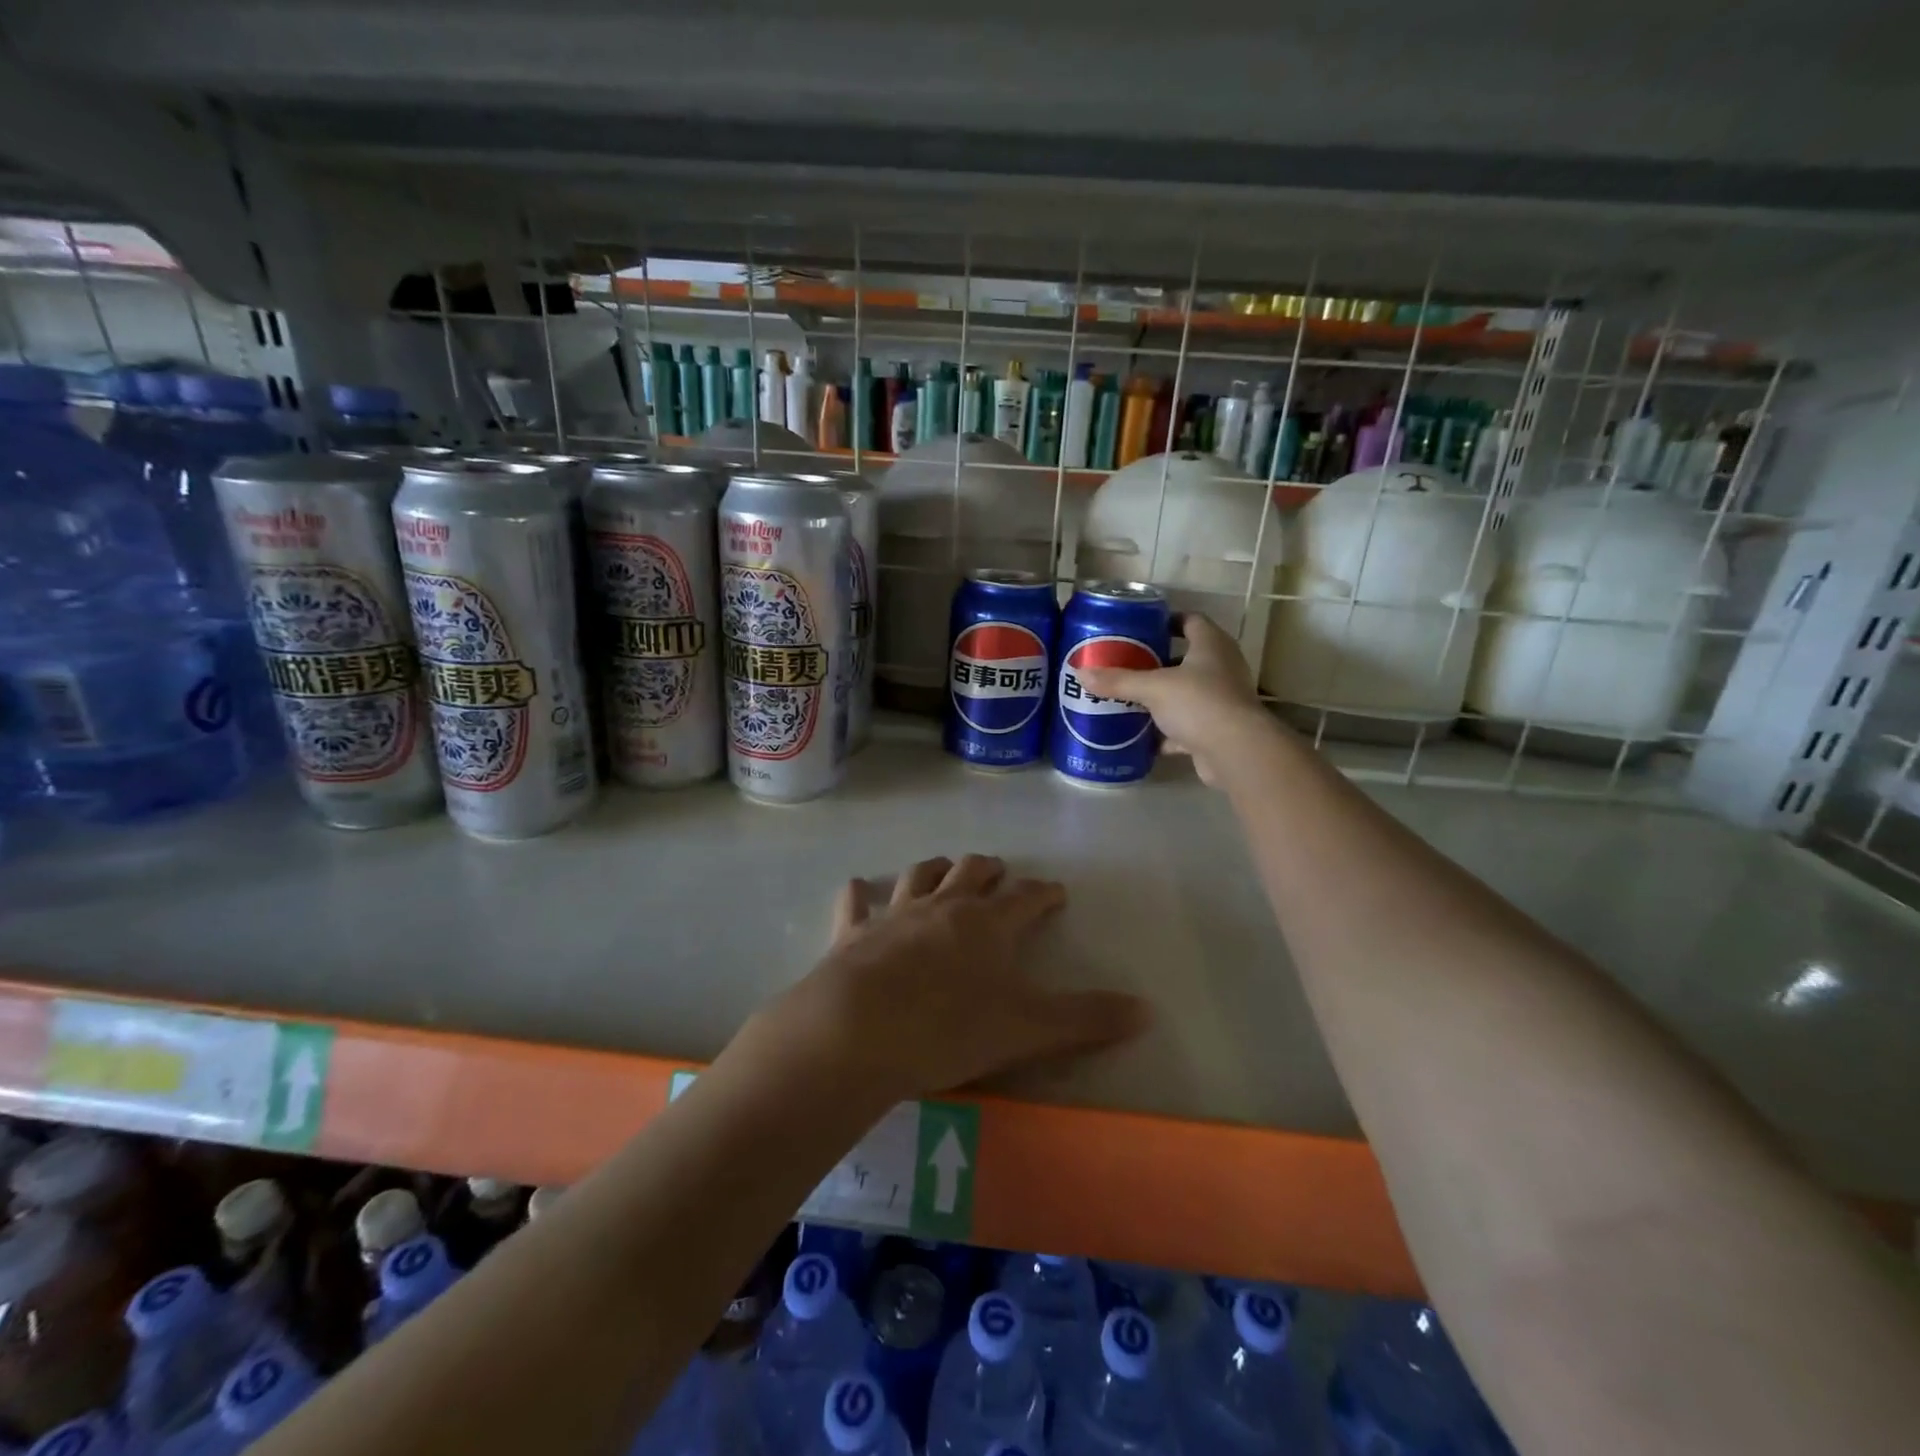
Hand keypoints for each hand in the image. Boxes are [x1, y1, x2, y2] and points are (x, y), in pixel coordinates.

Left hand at [745, 855, 1150, 1105]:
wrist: (858, 1031)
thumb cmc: (948, 1029)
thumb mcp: (1027, 1030)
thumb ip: (1086, 1019)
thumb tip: (1148, 1011)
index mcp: (988, 924)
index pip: (1026, 898)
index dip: (1043, 893)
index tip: (1055, 892)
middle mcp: (943, 907)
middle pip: (971, 873)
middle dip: (989, 871)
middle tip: (999, 873)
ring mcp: (895, 914)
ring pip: (920, 876)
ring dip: (935, 870)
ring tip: (944, 869)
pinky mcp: (853, 933)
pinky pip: (856, 903)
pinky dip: (860, 894)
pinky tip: (858, 888)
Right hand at [1077, 612, 1276, 784]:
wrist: (1235, 751)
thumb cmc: (1198, 703)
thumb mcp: (1152, 688)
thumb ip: (1118, 681)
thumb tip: (1080, 673)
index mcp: (1211, 646)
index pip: (1192, 621)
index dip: (1169, 620)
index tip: (1143, 627)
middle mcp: (1222, 668)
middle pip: (1188, 658)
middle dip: (1158, 662)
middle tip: (1127, 664)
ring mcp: (1222, 700)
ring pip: (1187, 693)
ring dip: (1163, 698)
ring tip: (1130, 698)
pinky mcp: (1217, 730)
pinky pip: (1187, 725)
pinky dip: (1167, 731)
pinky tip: (1143, 736)